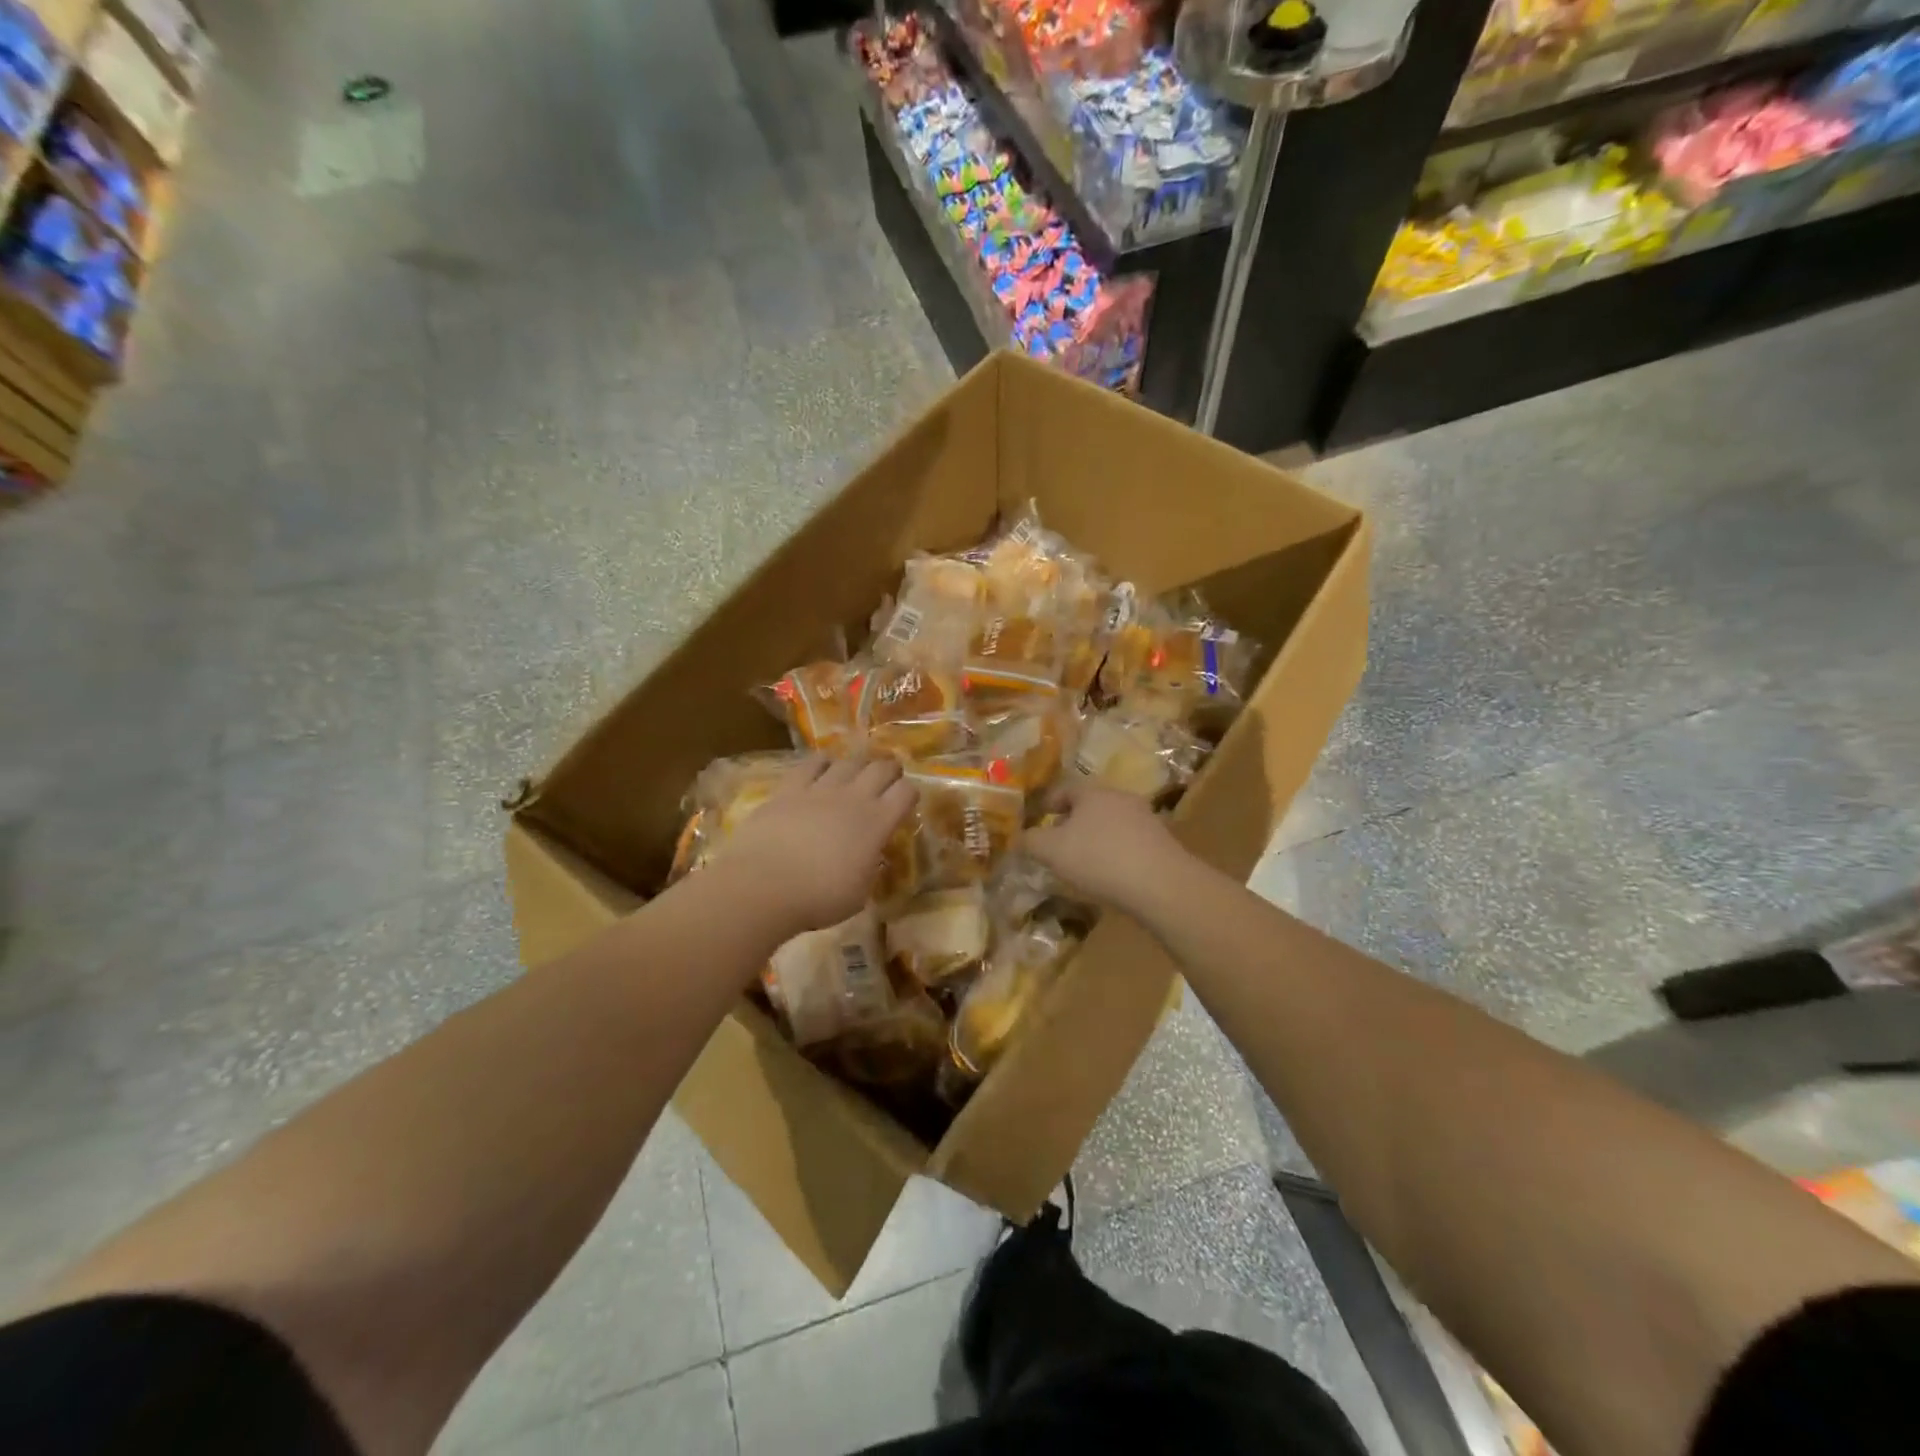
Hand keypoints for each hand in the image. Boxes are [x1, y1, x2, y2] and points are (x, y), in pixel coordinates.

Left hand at [715, 756, 917, 934]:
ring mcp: (820, 789)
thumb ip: (869, 868)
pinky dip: (822, 763)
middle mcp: (854, 798)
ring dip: (857, 765)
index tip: (905, 801)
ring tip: (854, 773)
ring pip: (848, 761)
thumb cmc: (818, 898)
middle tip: (887, 778)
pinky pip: (811, 763)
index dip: (909, 794)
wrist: (764, 886)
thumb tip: (869, 857)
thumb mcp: (859, 893)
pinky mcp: (789, 788)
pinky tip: (821, 768)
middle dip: (889, 770)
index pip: (905, 793)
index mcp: (877, 823)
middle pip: (881, 768)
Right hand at [1025, 782, 1186, 912]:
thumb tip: (1018, 837)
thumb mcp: (1052, 852)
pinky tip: (1111, 875)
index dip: (1047, 804)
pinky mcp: (1162, 842)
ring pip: (1111, 824)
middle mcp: (1120, 797)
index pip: (1064, 789)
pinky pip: (1129, 843)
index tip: (1037, 821)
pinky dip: (1116, 853)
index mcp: (1092, 792)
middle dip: (1072, 822)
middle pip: (1089, 805)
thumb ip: (1030, 842)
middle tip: (1057, 845)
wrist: (1161, 884)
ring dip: (1096, 838)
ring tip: (1083, 863)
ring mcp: (1145, 819)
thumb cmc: (1099, 859)